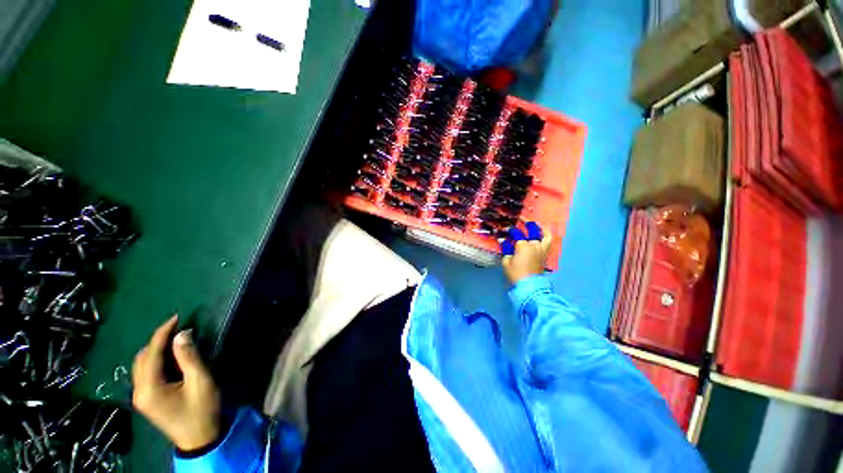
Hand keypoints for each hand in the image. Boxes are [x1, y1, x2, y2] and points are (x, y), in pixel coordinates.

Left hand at [132, 316, 220, 451]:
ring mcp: (141, 397)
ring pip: (142, 365)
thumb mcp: (201, 382)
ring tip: (176, 339)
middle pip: (142, 358)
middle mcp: (139, 391)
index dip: (162, 333)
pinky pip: (146, 373)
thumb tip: (182, 334)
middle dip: (158, 340)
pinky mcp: (147, 400)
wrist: (200, 438)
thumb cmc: (202, 410)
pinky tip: (171, 357)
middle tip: (179, 328)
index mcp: (149, 388)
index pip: (151, 353)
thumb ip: (190, 358)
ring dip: (156, 350)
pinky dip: (157, 360)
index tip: (177, 316)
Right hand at [501, 222, 552, 284]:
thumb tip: (503, 241)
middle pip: (532, 230)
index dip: (511, 230)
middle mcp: (534, 245)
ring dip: (540, 227)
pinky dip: (548, 235)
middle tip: (521, 219)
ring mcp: (542, 249)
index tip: (506, 229)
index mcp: (523, 246)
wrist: (529, 286)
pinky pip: (549, 242)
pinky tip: (544, 233)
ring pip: (545, 234)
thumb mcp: (506, 262)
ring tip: (536, 223)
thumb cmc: (516, 274)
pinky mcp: (545, 254)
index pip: (517, 234)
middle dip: (527, 222)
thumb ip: (506, 250)